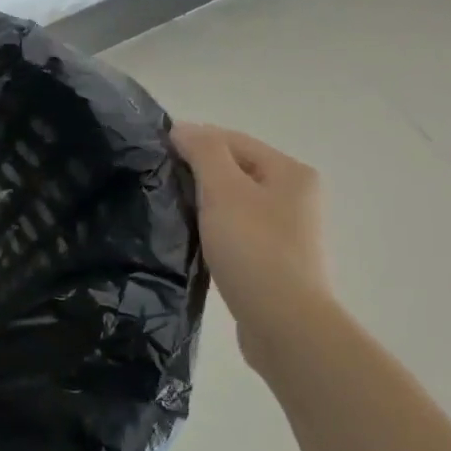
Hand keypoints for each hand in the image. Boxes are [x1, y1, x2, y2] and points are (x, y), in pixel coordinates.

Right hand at [172, 122, 332, 369]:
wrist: (283, 322)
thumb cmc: (254, 249)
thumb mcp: (224, 191)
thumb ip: (203, 153)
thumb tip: (182, 128)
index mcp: (290, 172)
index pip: (233, 140)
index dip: (193, 140)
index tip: (154, 153)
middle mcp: (295, 195)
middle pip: (236, 170)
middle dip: (198, 172)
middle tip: (159, 183)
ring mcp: (287, 230)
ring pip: (235, 202)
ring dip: (204, 202)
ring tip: (171, 211)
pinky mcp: (274, 260)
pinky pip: (237, 230)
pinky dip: (214, 228)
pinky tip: (193, 240)